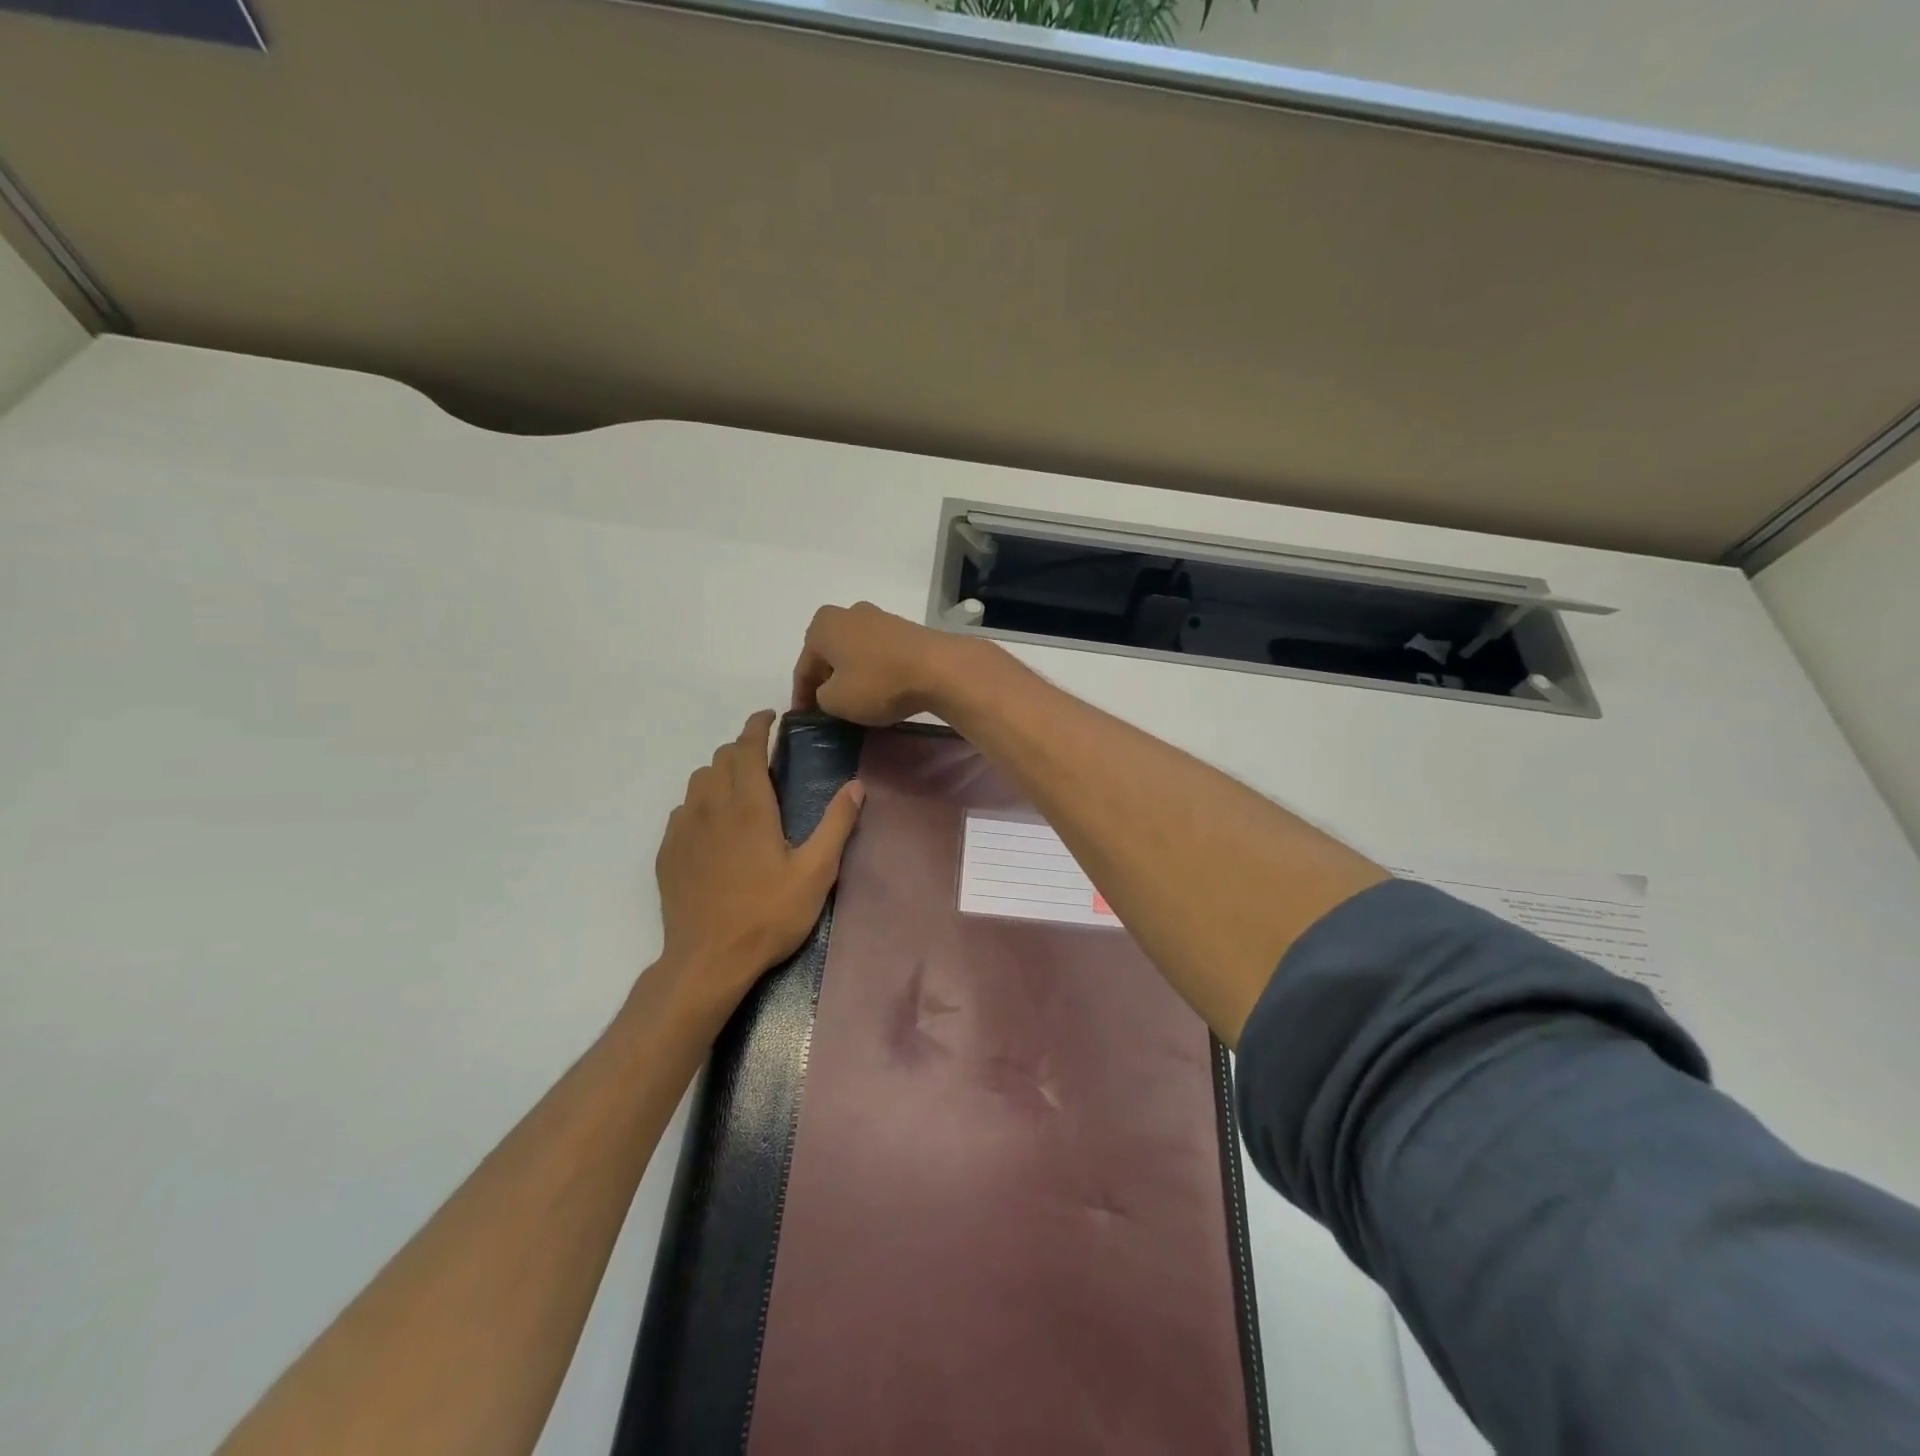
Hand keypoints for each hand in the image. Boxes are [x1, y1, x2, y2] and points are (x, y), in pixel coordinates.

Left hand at [653, 711, 863, 1008]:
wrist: (708, 960)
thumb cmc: (768, 915)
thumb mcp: (815, 873)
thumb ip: (836, 825)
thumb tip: (856, 786)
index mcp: (749, 806)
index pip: (747, 747)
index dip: (757, 725)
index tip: (769, 716)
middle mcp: (711, 806)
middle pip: (721, 758)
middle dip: (743, 748)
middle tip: (765, 758)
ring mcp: (684, 828)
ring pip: (699, 780)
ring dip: (720, 772)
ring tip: (741, 789)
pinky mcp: (668, 851)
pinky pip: (683, 809)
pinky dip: (701, 802)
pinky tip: (714, 826)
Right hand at [790, 602, 981, 724]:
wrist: (939, 668)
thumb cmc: (878, 683)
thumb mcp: (836, 701)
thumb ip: (821, 697)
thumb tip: (830, 692)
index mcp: (823, 625)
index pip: (803, 667)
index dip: (801, 697)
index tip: (804, 718)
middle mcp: (848, 613)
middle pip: (829, 655)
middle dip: (826, 681)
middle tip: (827, 710)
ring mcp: (879, 618)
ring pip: (854, 652)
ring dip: (851, 675)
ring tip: (854, 702)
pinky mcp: (904, 629)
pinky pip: (878, 653)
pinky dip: (873, 671)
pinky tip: (880, 689)